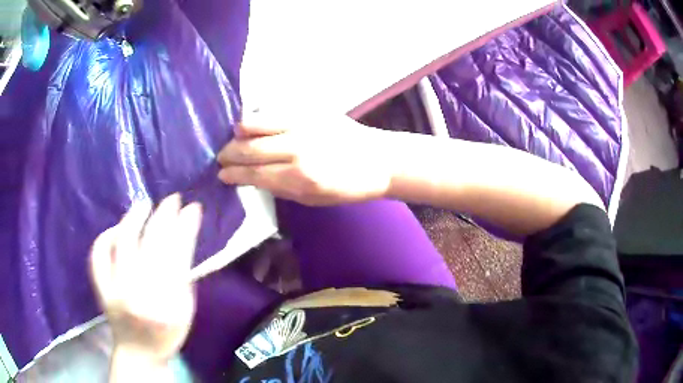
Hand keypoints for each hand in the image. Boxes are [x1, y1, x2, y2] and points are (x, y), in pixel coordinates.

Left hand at [90, 194, 201, 364]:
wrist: (138, 352)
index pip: (178, 257)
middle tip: (172, 199)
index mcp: (168, 305)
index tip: (193, 208)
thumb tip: (184, 233)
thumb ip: (184, 275)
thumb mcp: (185, 310)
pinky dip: (106, 236)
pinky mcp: (101, 288)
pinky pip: (98, 254)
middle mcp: (139, 295)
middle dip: (164, 216)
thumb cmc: (167, 333)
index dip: (185, 228)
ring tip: (144, 204)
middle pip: (151, 244)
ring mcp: (115, 290)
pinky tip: (117, 229)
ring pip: (122, 243)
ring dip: (134, 218)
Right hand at [217, 111, 393, 205]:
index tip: (221, 174)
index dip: (234, 174)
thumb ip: (281, 188)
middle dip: (229, 153)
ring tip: (233, 137)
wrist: (378, 160)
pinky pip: (275, 111)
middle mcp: (297, 149)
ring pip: (257, 124)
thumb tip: (253, 179)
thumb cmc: (347, 187)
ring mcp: (303, 125)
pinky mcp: (310, 110)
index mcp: (299, 178)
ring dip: (239, 132)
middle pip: (250, 149)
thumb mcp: (313, 200)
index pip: (254, 175)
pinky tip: (251, 122)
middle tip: (220, 156)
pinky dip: (258, 117)